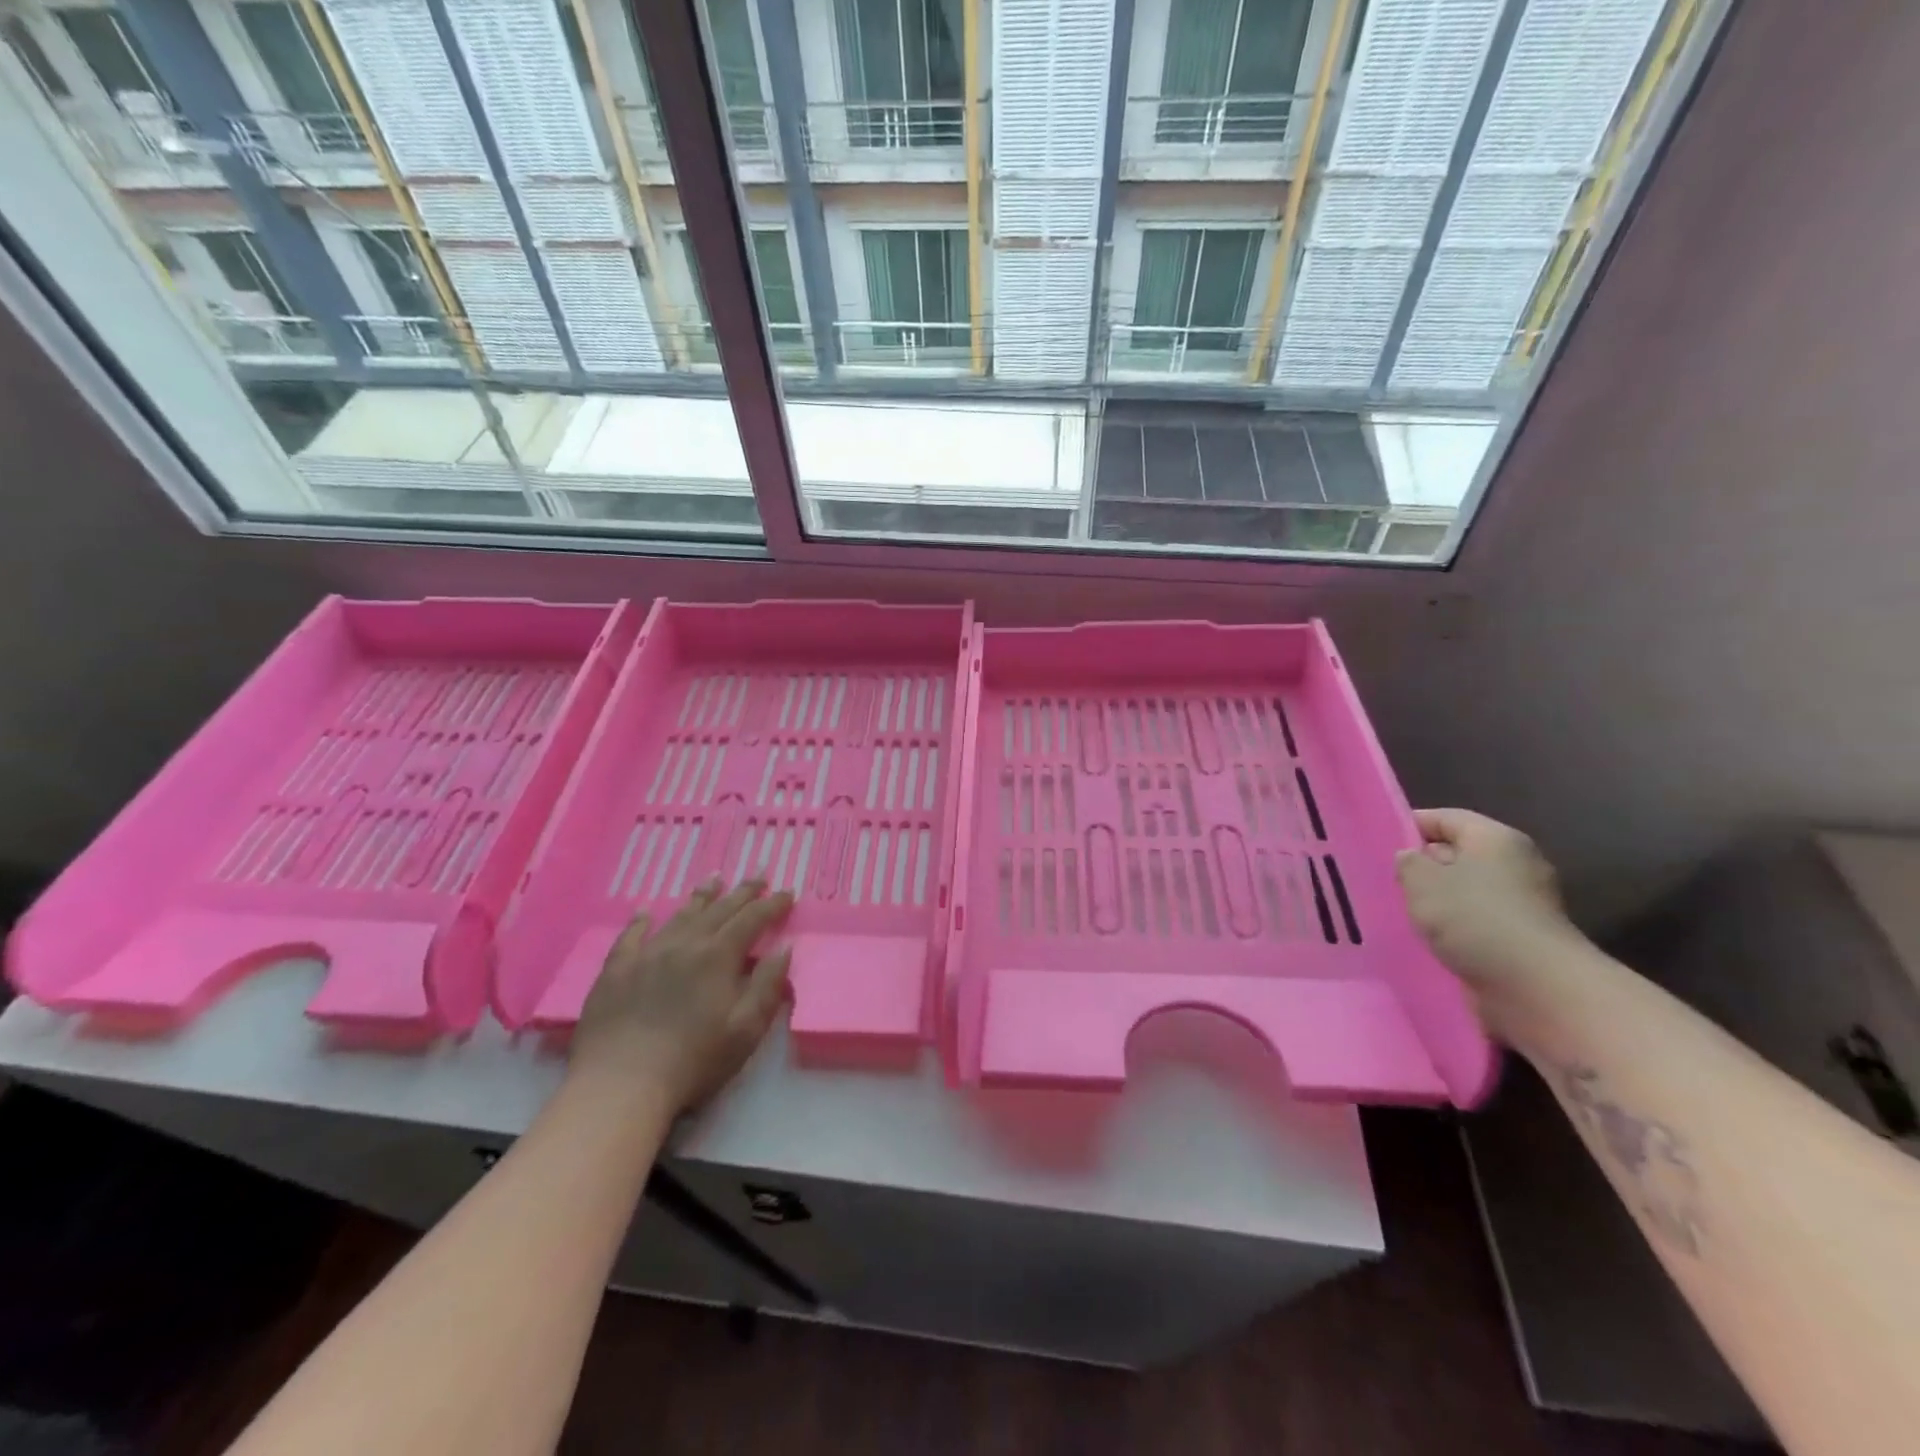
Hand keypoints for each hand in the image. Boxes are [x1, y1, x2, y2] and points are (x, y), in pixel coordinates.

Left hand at [569, 878, 793, 1114]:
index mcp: (719, 956)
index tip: (787, 892)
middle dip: (743, 892)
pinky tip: (645, 911)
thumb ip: (768, 984)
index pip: (752, 919)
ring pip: (680, 915)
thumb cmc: (694, 1060)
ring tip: (714, 879)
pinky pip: (631, 936)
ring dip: (702, 896)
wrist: (621, 1083)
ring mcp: (647, 953)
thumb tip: (784, 947)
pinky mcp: (616, 970)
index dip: (772, 904)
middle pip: (719, 909)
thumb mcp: (746, 1028)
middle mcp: (685, 943)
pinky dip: (640, 920)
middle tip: (759, 875)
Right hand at [1396, 809, 1582, 1025]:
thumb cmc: (1475, 919)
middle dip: (1424, 866)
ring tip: (1403, 912)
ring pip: (1467, 891)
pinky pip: (1479, 921)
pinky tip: (1430, 939)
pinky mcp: (1524, 938)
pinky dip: (1456, 927)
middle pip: (1459, 854)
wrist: (1538, 988)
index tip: (1379, 843)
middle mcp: (1516, 864)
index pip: (1445, 818)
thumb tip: (1411, 858)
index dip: (1410, 825)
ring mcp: (1524, 903)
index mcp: (1495, 838)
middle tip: (1386, 880)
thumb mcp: (1422, 882)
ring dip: (1439, 901)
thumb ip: (1408, 863)